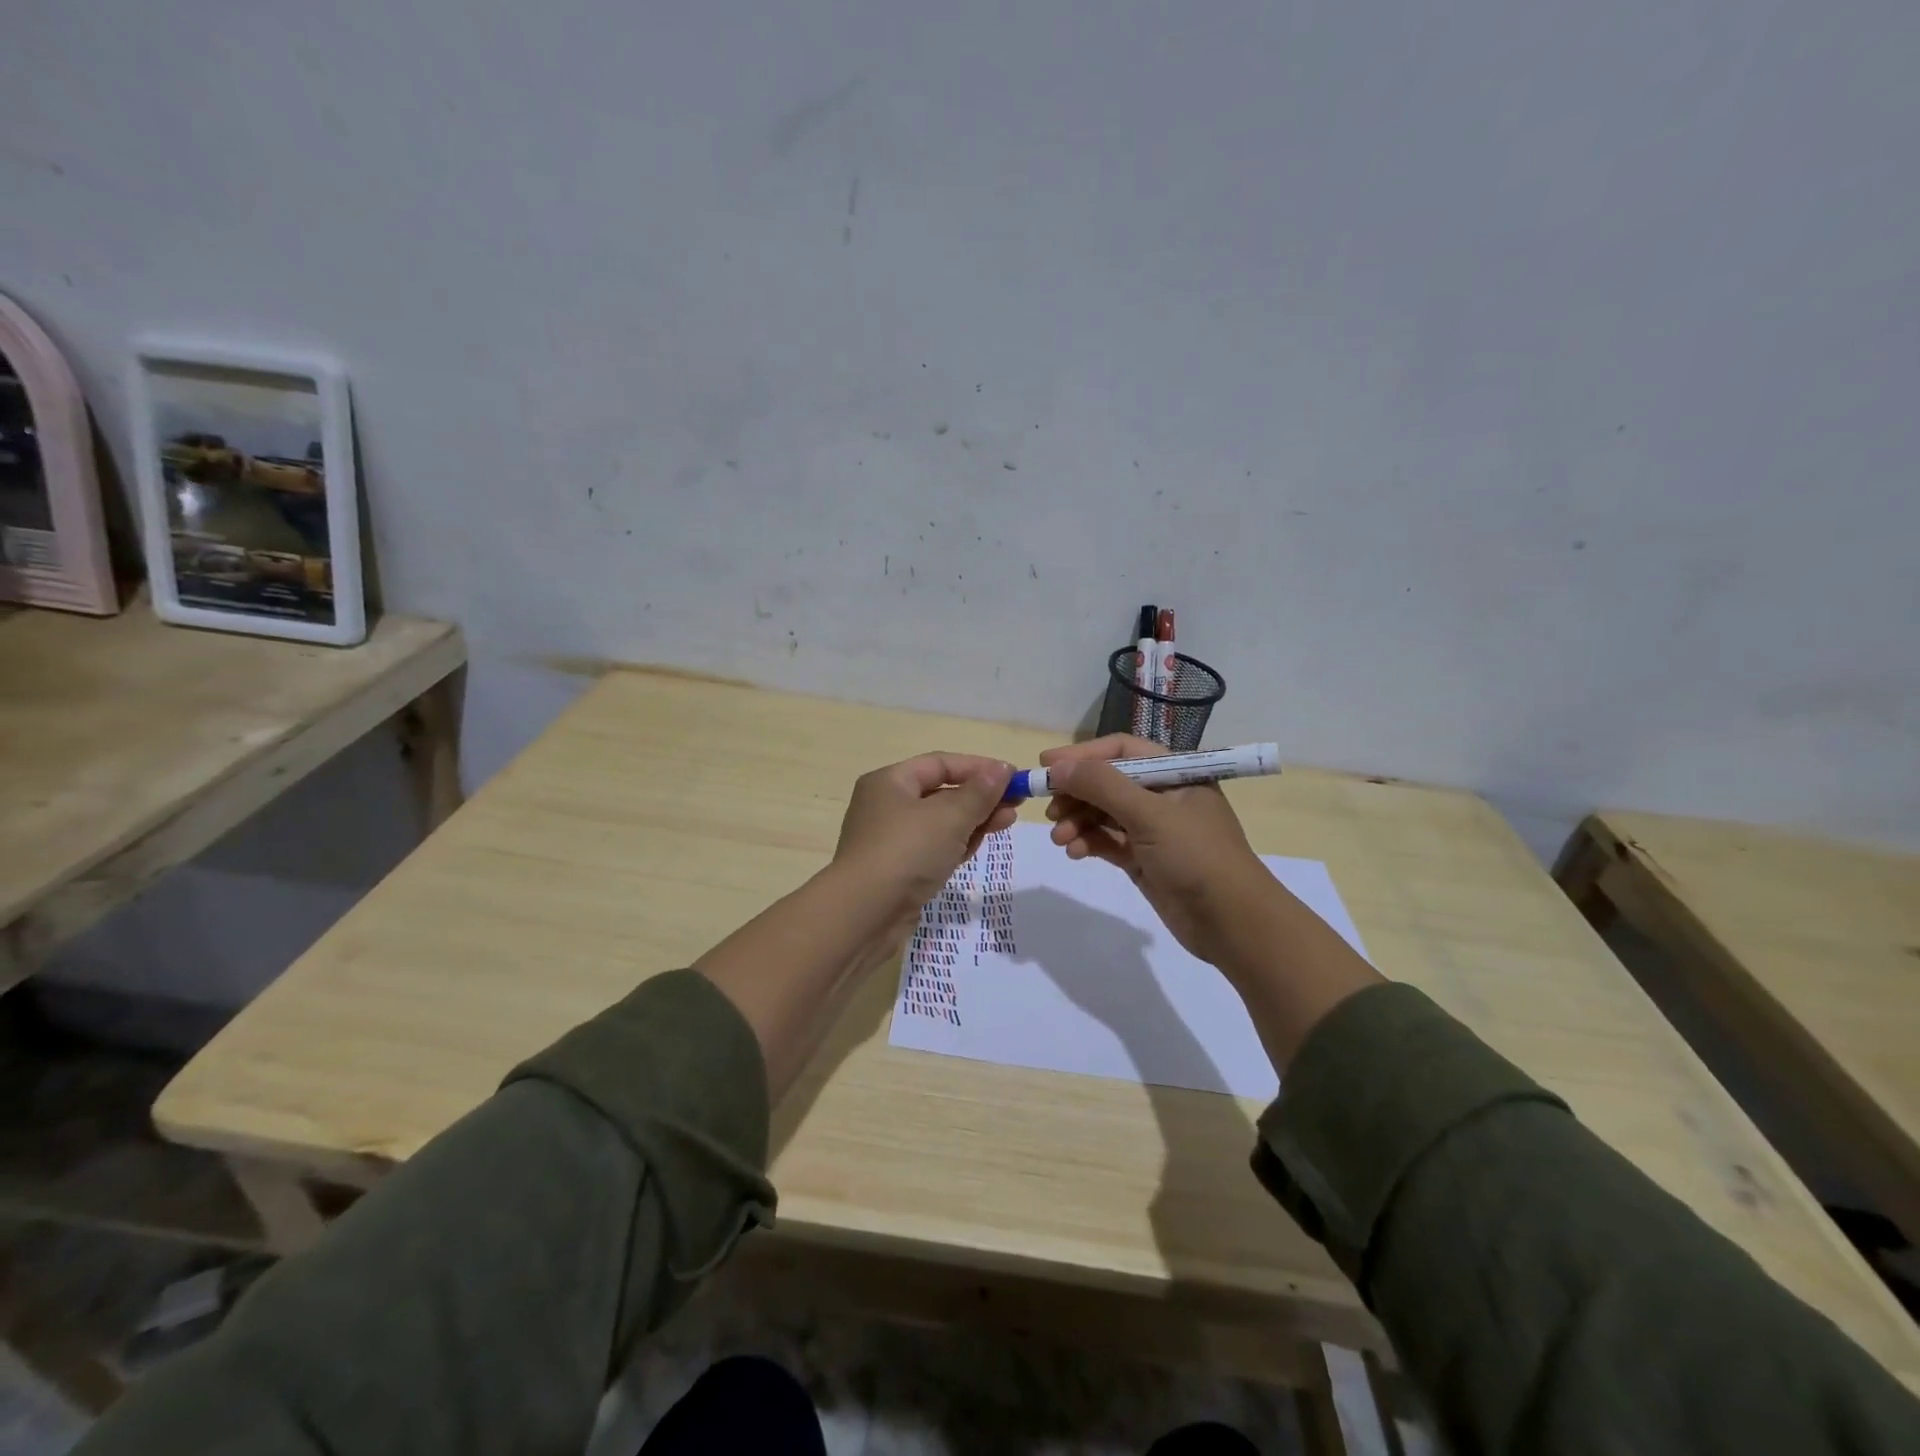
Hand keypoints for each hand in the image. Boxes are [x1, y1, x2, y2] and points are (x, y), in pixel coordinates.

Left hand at [832, 752, 1016, 916]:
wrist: (864, 915)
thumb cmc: (906, 852)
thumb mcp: (949, 817)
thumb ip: (979, 792)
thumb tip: (1002, 770)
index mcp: (890, 781)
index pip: (941, 764)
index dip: (979, 767)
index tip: (1014, 778)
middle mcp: (886, 805)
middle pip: (941, 792)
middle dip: (980, 797)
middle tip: (1016, 805)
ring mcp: (891, 839)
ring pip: (940, 822)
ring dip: (973, 821)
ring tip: (1006, 823)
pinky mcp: (898, 869)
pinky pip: (933, 848)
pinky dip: (956, 844)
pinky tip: (976, 847)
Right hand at [1040, 735, 1271, 966]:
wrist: (1232, 923)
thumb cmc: (1196, 856)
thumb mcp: (1149, 814)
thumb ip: (1102, 786)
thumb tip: (1057, 766)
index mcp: (1175, 772)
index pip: (1120, 750)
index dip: (1082, 755)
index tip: (1046, 765)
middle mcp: (1163, 795)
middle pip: (1108, 782)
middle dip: (1076, 793)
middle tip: (1048, 809)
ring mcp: (1153, 829)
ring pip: (1104, 814)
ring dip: (1078, 822)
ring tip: (1059, 838)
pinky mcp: (1144, 859)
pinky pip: (1108, 842)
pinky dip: (1088, 843)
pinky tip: (1074, 852)